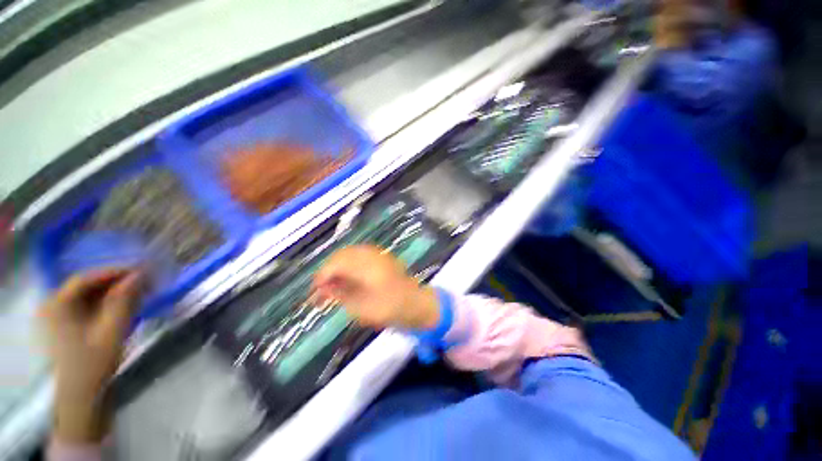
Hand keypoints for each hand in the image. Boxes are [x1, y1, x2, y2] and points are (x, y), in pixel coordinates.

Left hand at [39, 269, 143, 442]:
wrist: (84, 395)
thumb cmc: (94, 363)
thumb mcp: (112, 330)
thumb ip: (124, 300)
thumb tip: (140, 274)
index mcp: (56, 305)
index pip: (85, 278)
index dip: (113, 271)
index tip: (140, 270)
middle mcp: (54, 306)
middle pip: (88, 286)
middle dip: (117, 282)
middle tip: (143, 281)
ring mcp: (59, 316)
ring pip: (90, 295)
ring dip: (115, 292)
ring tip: (139, 292)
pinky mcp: (69, 325)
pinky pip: (90, 305)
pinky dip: (109, 302)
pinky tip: (127, 304)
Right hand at [313, 245, 438, 330]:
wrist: (414, 303)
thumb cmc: (389, 309)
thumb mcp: (361, 308)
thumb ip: (340, 295)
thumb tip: (323, 288)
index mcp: (366, 267)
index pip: (336, 263)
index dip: (322, 275)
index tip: (314, 291)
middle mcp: (371, 255)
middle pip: (342, 255)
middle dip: (329, 270)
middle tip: (323, 288)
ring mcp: (377, 254)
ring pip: (350, 253)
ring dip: (338, 266)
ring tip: (334, 284)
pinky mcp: (381, 256)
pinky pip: (359, 254)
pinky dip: (349, 264)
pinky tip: (348, 276)